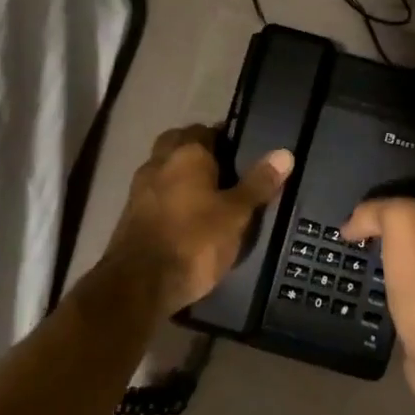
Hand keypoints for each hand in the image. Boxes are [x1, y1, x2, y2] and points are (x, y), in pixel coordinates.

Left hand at [105, 125, 293, 313]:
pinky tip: (185, 217)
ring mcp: (139, 187)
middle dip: (198, 151)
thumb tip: (285, 153)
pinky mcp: (130, 214)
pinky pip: (154, 193)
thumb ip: (259, 183)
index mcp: (187, 153)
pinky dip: (169, 197)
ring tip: (207, 196)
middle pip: (178, 143)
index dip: (224, 139)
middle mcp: (159, 162)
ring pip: (164, 168)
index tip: (241, 155)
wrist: (140, 284)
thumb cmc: (195, 241)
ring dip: (180, 174)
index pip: (206, 130)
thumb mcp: (237, 214)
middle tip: (224, 172)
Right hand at [342, 163, 414, 411]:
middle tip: (357, 195)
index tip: (379, 160)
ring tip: (352, 228)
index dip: (412, 162)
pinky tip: (363, 263)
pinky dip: (389, 263)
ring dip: (389, 233)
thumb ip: (379, 208)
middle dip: (395, 198)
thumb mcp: (404, 224)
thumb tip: (354, 223)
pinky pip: (409, 268)